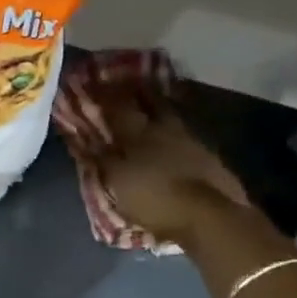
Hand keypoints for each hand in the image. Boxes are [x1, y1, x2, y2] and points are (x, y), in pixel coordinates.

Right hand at [97, 85, 249, 245]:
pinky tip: (176, 138)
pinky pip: (188, 135)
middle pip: (151, 103)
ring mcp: (191, 141)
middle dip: (139, 92)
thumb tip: (86, 140)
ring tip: (153, 105)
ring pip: (172, 116)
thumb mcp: (117, 182)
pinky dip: (178, 132)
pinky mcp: (210, 156)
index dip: (106, 94)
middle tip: (129, 82)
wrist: (209, 216)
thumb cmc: (154, 199)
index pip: (118, 108)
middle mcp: (164, 130)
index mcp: (138, 134)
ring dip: (161, 107)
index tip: (97, 81)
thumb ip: (103, 158)